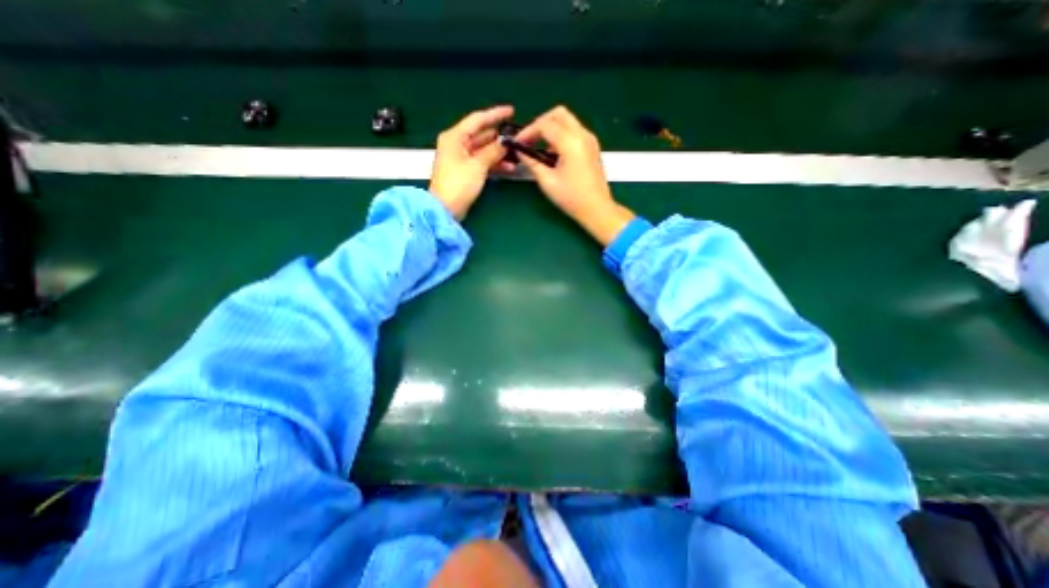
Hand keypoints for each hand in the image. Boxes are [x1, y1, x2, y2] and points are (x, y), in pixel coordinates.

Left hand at [428, 107, 515, 219]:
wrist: (445, 209)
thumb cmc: (458, 184)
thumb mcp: (477, 166)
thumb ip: (493, 151)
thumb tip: (505, 141)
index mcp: (455, 137)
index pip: (477, 119)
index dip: (495, 114)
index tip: (511, 111)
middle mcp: (456, 144)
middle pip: (481, 135)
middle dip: (499, 137)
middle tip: (517, 137)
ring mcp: (460, 159)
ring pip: (483, 150)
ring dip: (499, 152)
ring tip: (516, 154)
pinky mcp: (465, 172)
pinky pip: (482, 162)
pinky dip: (494, 164)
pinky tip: (509, 167)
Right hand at [516, 107, 630, 245]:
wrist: (597, 209)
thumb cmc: (572, 198)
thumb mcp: (548, 182)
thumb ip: (532, 163)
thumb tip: (521, 152)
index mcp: (571, 143)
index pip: (545, 125)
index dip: (528, 131)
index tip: (518, 143)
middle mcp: (582, 135)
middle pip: (558, 114)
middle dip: (540, 123)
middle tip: (529, 139)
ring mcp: (590, 140)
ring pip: (567, 121)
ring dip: (551, 128)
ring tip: (538, 146)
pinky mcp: (592, 147)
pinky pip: (574, 131)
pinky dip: (561, 135)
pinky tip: (553, 153)